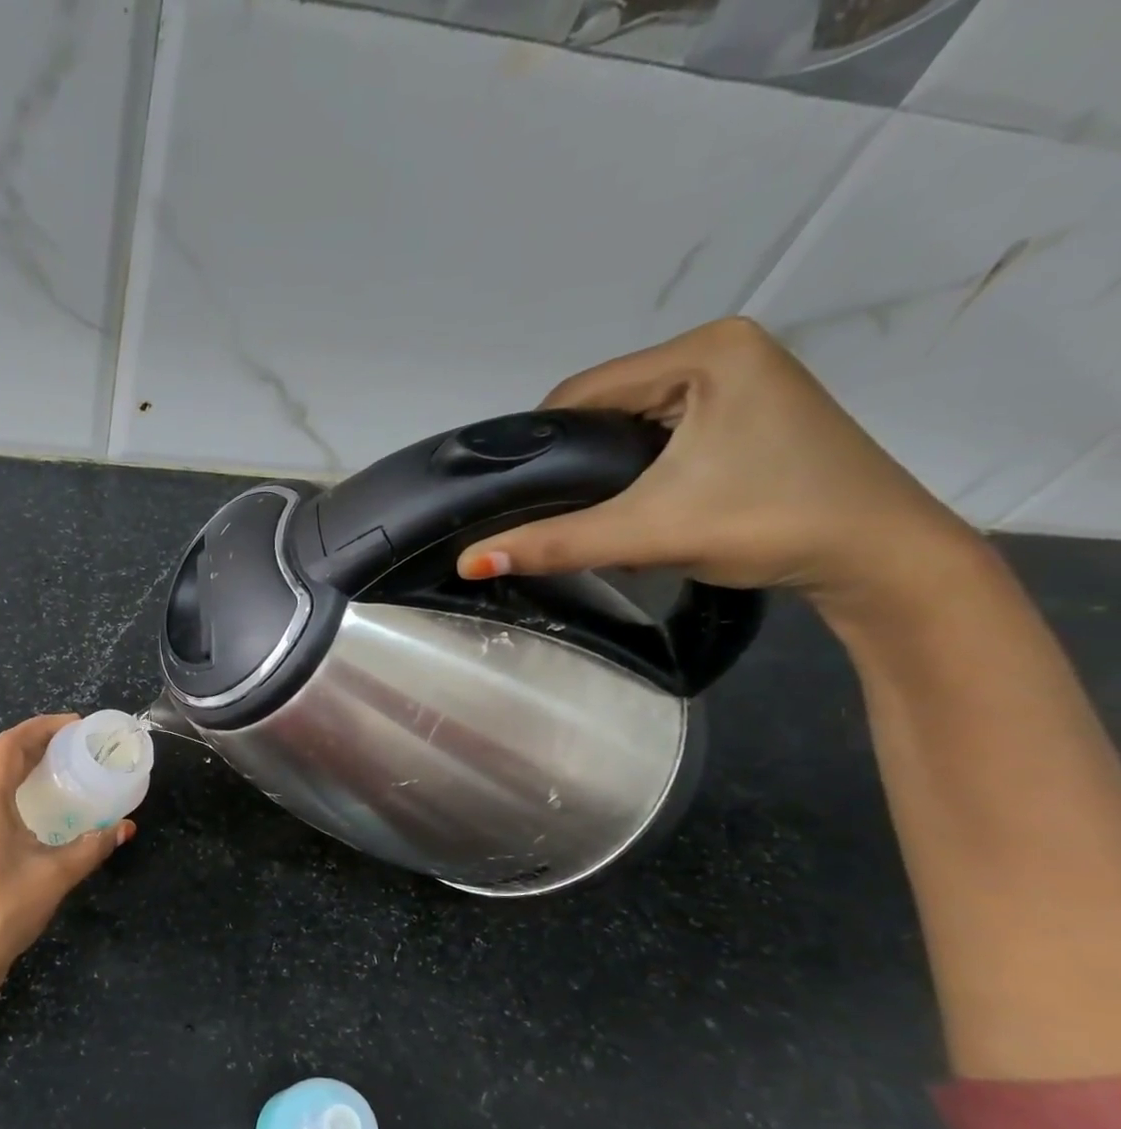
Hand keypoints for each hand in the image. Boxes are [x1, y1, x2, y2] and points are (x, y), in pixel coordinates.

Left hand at [0, 715, 134, 998]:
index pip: (9, 744)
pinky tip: (38, 801)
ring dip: (21, 761)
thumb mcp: (56, 875)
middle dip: (35, 740)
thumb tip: (126, 826)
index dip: (42, 727)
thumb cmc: (3, 910)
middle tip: (75, 742)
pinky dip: (12, 783)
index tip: (77, 725)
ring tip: (60, 763)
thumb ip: (93, 845)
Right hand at [455, 318, 984, 617]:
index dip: (539, 446)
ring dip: (603, 469)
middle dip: (575, 462)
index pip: (583, 392)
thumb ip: (554, 544)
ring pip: (631, 421)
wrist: (878, 556)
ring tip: (592, 516)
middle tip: (552, 516)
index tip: (512, 497)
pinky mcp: (748, 408)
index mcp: (704, 351)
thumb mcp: (648, 532)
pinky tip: (636, 504)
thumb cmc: (769, 523)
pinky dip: (637, 468)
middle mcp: (721, 348)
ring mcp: (741, 376)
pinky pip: (663, 430)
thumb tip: (467, 562)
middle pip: (606, 406)